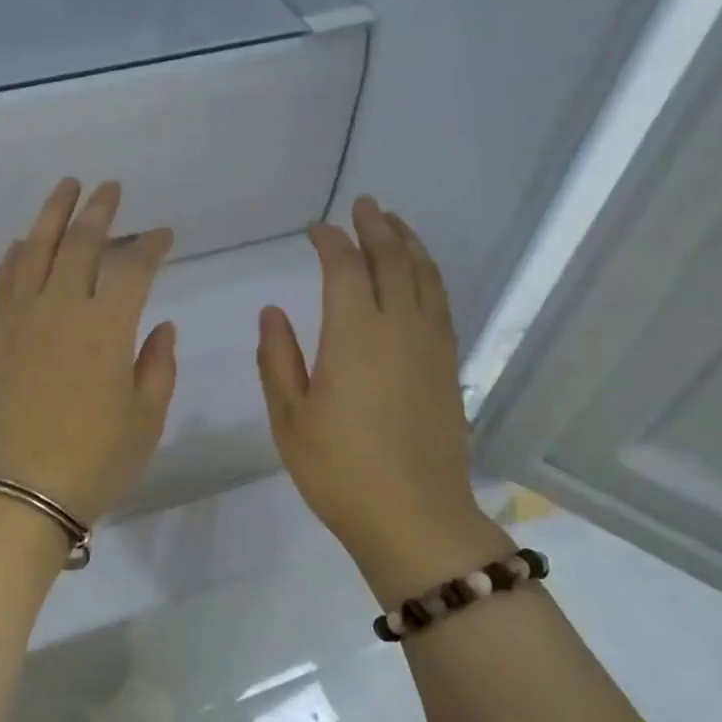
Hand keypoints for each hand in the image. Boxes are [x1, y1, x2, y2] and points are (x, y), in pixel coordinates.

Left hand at [0, 179, 177, 525]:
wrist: (19, 492)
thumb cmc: (94, 461)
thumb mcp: (146, 419)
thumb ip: (158, 366)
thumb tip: (161, 326)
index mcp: (108, 328)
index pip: (134, 268)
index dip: (152, 245)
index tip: (164, 235)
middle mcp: (62, 309)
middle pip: (81, 244)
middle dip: (100, 211)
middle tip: (111, 189)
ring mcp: (22, 320)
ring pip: (35, 251)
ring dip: (53, 215)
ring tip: (66, 188)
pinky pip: (3, 282)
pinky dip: (14, 256)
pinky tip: (22, 243)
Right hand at [257, 196, 512, 604]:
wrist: (414, 517)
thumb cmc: (339, 471)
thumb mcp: (289, 419)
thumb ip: (278, 359)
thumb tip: (273, 312)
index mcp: (354, 335)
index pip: (344, 267)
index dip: (330, 241)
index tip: (315, 230)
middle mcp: (398, 328)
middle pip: (392, 260)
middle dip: (376, 227)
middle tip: (364, 204)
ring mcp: (431, 345)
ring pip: (425, 277)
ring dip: (409, 244)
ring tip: (396, 224)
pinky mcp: (448, 366)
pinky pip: (440, 303)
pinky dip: (429, 277)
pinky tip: (421, 277)